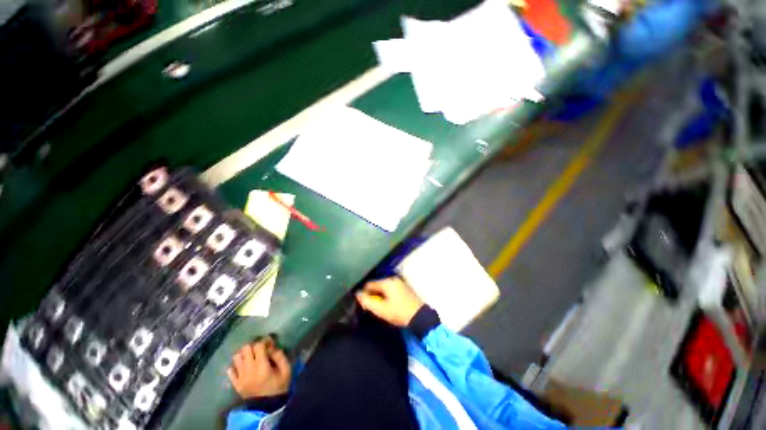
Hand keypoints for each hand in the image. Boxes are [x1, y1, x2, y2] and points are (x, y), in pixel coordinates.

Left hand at [227, 338, 290, 398]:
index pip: (258, 346)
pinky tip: (242, 367)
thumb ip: (280, 356)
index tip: (269, 344)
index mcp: (262, 366)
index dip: (264, 341)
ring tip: (251, 357)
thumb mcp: (286, 370)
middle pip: (246, 349)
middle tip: (260, 350)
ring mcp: (240, 377)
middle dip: (253, 346)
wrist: (268, 406)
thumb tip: (272, 347)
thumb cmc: (279, 386)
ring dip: (244, 354)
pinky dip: (235, 366)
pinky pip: (230, 371)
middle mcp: (249, 370)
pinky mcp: (236, 384)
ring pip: (237, 357)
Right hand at [356, 277, 423, 326]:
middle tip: (373, 308)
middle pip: (377, 285)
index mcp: (386, 282)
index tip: (364, 305)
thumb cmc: (399, 313)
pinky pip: (391, 289)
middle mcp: (393, 279)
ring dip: (380, 296)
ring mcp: (400, 282)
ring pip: (384, 288)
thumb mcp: (381, 310)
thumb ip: (367, 302)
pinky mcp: (404, 287)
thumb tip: (357, 294)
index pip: (369, 285)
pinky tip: (389, 305)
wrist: (419, 316)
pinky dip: (387, 295)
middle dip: (373, 295)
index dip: (364, 294)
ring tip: (381, 308)